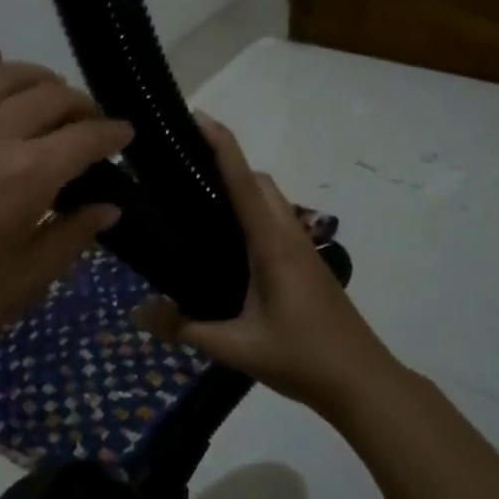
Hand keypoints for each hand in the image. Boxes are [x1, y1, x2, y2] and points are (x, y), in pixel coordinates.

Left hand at [0, 47, 132, 396]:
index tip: (124, 135)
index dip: (112, 133)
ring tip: (46, 90)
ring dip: (33, 77)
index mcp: (25, 176)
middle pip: (46, 97)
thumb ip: (72, 235)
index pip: (84, 137)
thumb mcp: (27, 281)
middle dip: (79, 104)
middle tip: (86, 121)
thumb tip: (108, 206)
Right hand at [134, 115, 396, 412]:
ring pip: (271, 199)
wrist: (362, 381)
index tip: (197, 117)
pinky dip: (251, 211)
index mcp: (272, 244)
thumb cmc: (301, 358)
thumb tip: (135, 314)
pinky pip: (275, 220)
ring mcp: (302, 249)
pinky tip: (226, 243)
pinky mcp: (306, 264)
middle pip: (259, 181)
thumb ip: (184, 328)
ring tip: (197, 201)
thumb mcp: (235, 347)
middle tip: (182, 169)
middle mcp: (289, 235)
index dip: (222, 145)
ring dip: (241, 186)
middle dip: (227, 162)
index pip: (243, 182)